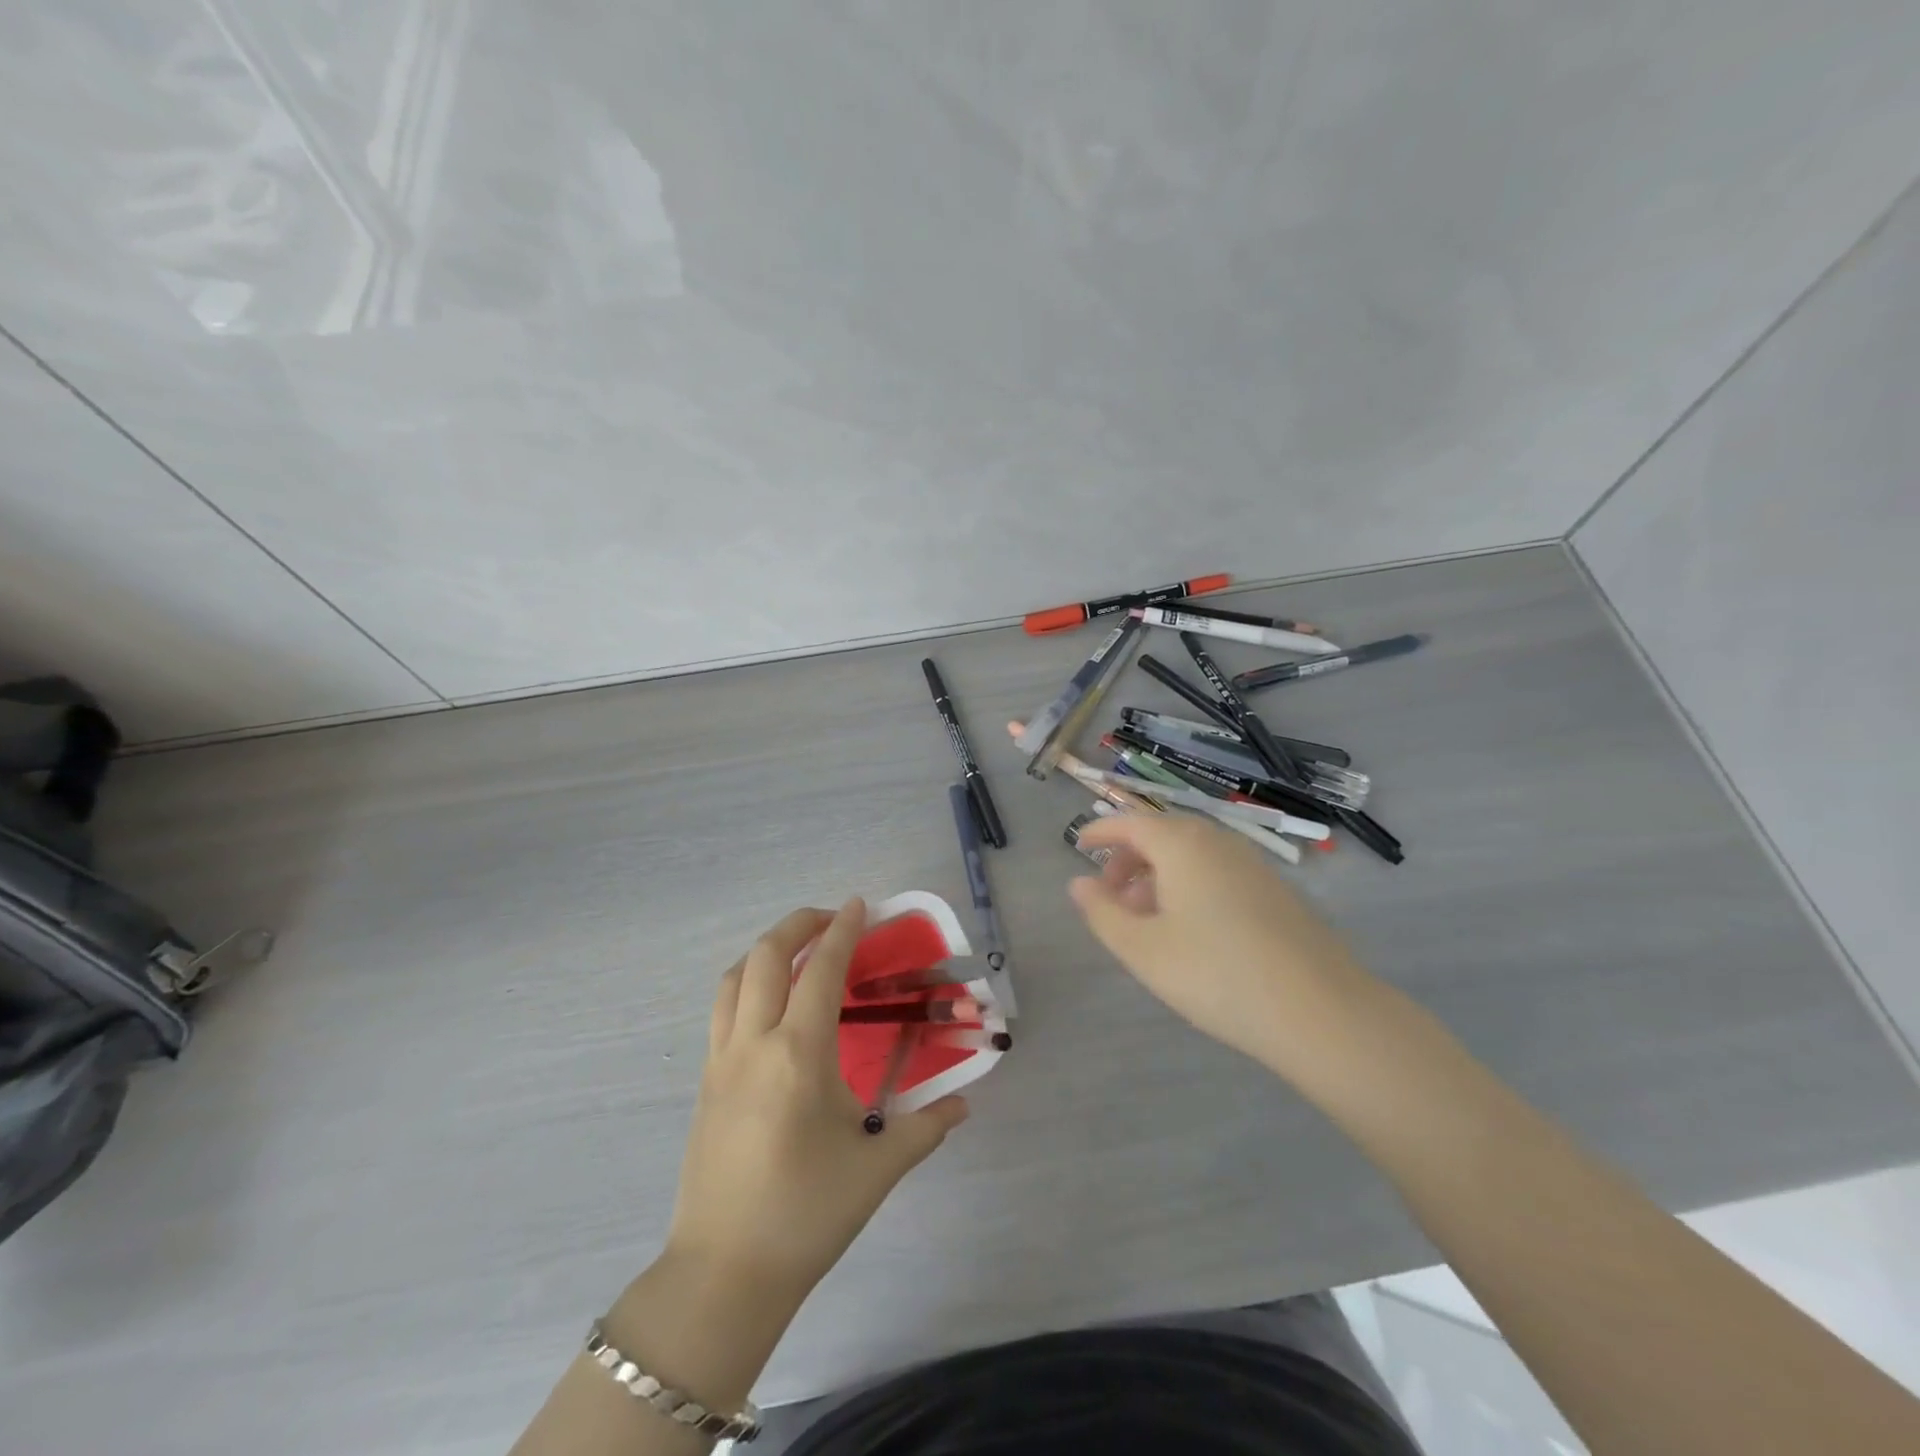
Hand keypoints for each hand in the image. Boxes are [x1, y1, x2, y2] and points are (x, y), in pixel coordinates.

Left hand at [664, 899, 968, 1305]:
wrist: (723, 1274)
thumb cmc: (805, 1214)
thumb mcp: (877, 1168)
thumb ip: (925, 1128)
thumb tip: (963, 1105)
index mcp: (798, 1054)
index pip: (821, 970)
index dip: (842, 930)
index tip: (859, 903)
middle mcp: (754, 1043)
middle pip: (766, 956)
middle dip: (798, 924)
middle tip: (831, 918)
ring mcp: (721, 1060)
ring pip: (735, 977)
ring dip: (766, 949)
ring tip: (798, 951)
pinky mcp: (705, 1081)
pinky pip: (722, 1009)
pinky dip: (746, 982)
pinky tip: (770, 1003)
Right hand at [1068, 813, 1379, 1075]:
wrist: (1321, 1012)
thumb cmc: (1217, 975)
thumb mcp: (1142, 950)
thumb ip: (1102, 912)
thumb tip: (1078, 883)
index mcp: (1181, 844)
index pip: (1130, 822)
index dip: (1100, 831)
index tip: (1077, 845)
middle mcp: (1217, 841)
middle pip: (1161, 835)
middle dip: (1128, 859)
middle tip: (1108, 896)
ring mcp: (1252, 864)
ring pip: (1190, 855)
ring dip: (1158, 875)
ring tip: (1144, 918)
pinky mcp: (1275, 890)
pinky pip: (1217, 871)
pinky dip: (1189, 885)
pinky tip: (1189, 929)